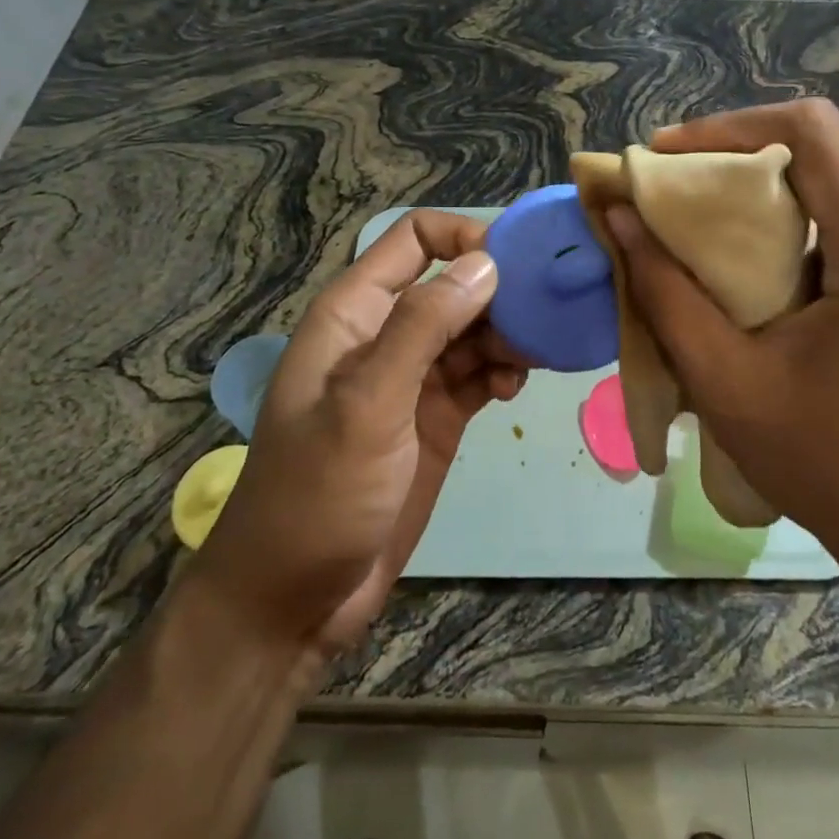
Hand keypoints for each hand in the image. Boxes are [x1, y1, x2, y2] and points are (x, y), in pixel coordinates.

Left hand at [194, 211, 526, 659]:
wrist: (293, 600)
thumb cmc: (317, 494)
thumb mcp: (367, 404)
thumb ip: (422, 328)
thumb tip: (486, 264)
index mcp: (355, 312)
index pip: (414, 239)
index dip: (464, 237)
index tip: (516, 266)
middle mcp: (386, 333)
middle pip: (453, 282)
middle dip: (500, 291)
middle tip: (544, 317)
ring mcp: (413, 377)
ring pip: (473, 328)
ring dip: (507, 334)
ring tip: (536, 357)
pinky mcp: (436, 417)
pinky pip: (479, 372)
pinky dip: (502, 370)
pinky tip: (514, 389)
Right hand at [603, 99, 838, 576]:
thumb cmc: (814, 456)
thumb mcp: (720, 376)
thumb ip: (663, 289)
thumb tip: (617, 213)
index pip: (812, 134)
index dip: (730, 126)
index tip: (667, 157)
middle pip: (813, 149)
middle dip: (728, 153)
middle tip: (663, 185)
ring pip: (820, 175)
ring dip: (747, 183)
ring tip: (685, 211)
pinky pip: (829, 208)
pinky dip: (772, 212)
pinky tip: (730, 245)